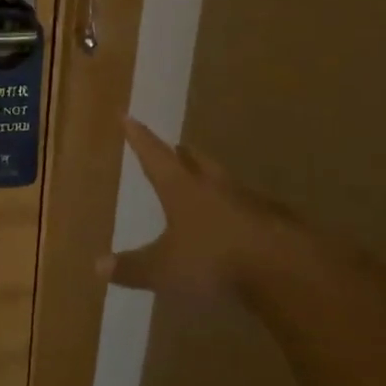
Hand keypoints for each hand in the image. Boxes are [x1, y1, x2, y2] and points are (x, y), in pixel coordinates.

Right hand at [99, 117, 303, 298]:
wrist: (287, 269)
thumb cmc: (215, 259)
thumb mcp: (165, 269)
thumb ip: (133, 267)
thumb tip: (98, 266)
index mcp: (182, 189)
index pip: (154, 156)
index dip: (139, 138)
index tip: (128, 116)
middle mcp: (214, 187)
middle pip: (196, 162)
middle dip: (183, 155)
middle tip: (177, 147)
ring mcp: (249, 202)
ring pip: (225, 183)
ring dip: (212, 179)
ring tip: (206, 180)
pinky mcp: (277, 223)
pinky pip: (251, 209)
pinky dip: (239, 209)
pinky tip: (241, 221)